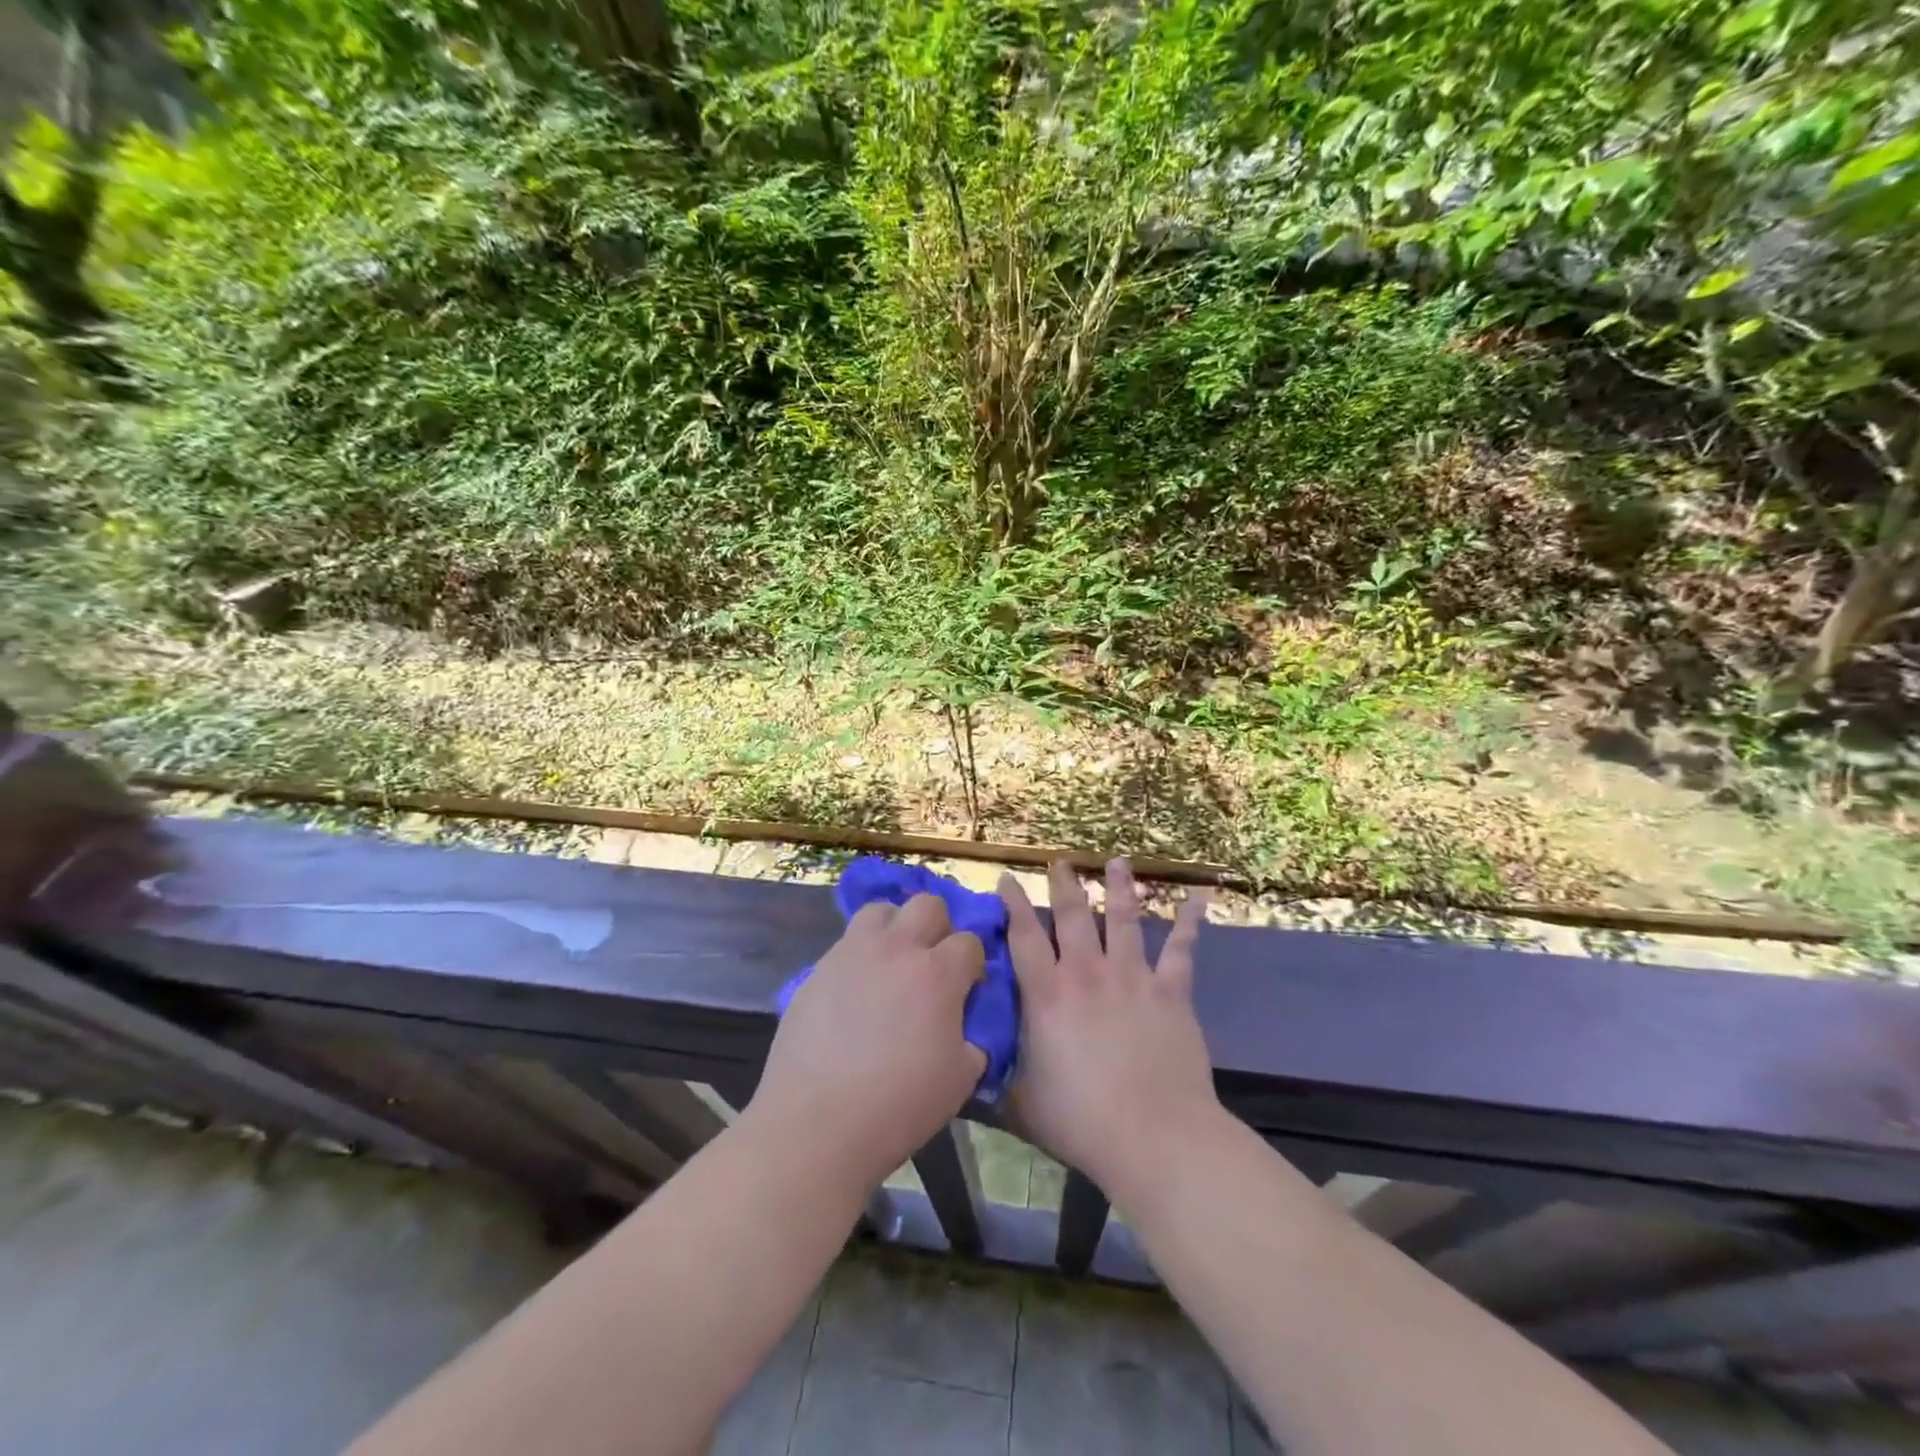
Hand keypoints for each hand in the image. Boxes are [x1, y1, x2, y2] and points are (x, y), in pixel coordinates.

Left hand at [749, 895, 986, 1190]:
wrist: (817, 1122)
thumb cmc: (898, 1105)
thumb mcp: (959, 1080)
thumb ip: (972, 1041)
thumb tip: (965, 1030)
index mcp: (938, 974)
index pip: (970, 941)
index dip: (973, 963)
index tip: (968, 987)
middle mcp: (897, 949)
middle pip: (927, 905)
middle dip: (939, 926)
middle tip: (932, 963)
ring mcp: (852, 953)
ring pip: (881, 910)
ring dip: (895, 927)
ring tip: (891, 961)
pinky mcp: (818, 968)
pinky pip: (846, 942)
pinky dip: (860, 954)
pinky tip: (856, 990)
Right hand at [1000, 859, 1219, 1207]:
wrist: (1154, 1136)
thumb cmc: (1081, 1121)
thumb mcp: (1021, 1102)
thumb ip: (998, 1074)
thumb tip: (971, 1061)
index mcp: (1048, 995)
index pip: (1024, 936)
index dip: (1013, 904)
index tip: (1007, 878)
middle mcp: (1087, 974)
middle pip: (1074, 916)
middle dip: (1065, 884)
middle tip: (1061, 861)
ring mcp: (1132, 978)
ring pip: (1124, 920)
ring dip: (1120, 888)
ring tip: (1117, 862)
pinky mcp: (1171, 993)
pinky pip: (1181, 951)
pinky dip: (1189, 924)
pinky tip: (1197, 900)